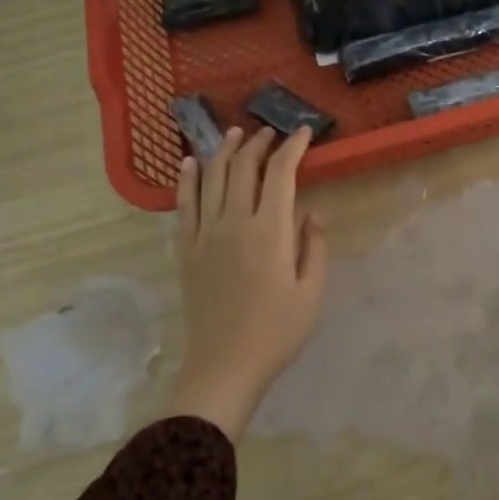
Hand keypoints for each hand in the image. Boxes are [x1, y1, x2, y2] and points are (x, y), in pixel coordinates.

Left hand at [166, 124, 328, 440]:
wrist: (224, 367)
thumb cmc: (276, 332)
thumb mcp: (311, 292)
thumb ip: (315, 247)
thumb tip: (311, 214)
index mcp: (270, 231)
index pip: (281, 173)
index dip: (292, 147)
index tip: (303, 133)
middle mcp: (235, 223)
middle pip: (243, 167)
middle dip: (258, 143)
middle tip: (269, 133)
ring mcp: (205, 235)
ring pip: (212, 178)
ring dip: (224, 151)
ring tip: (233, 134)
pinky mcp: (186, 250)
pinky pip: (183, 205)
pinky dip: (187, 180)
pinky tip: (191, 163)